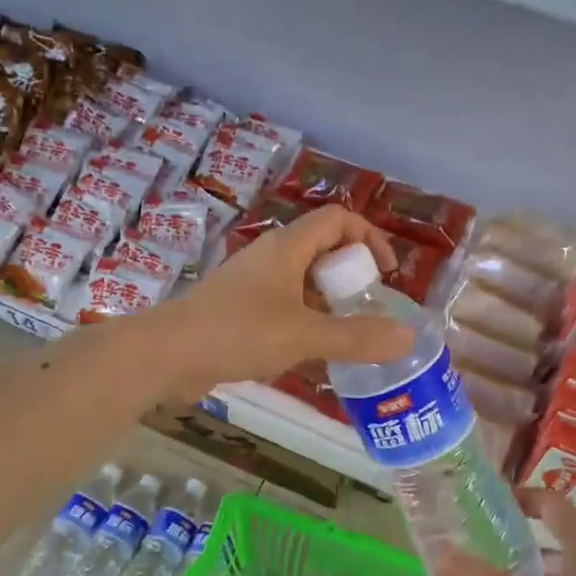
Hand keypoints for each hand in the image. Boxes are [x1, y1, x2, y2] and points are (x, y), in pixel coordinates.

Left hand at [154, 205, 414, 398]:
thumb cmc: (237, 332)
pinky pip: (284, 307)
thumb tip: (408, 337)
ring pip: (303, 283)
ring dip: (329, 304)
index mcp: (287, 247)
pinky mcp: (239, 311)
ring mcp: (253, 284)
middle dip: (350, 277)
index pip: (338, 220)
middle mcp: (271, 258)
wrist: (167, 354)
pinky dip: (305, 322)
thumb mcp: (304, 335)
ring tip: (347, 338)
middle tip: (367, 311)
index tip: (385, 275)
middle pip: (323, 251)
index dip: (369, 238)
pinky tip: (312, 355)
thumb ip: (356, 337)